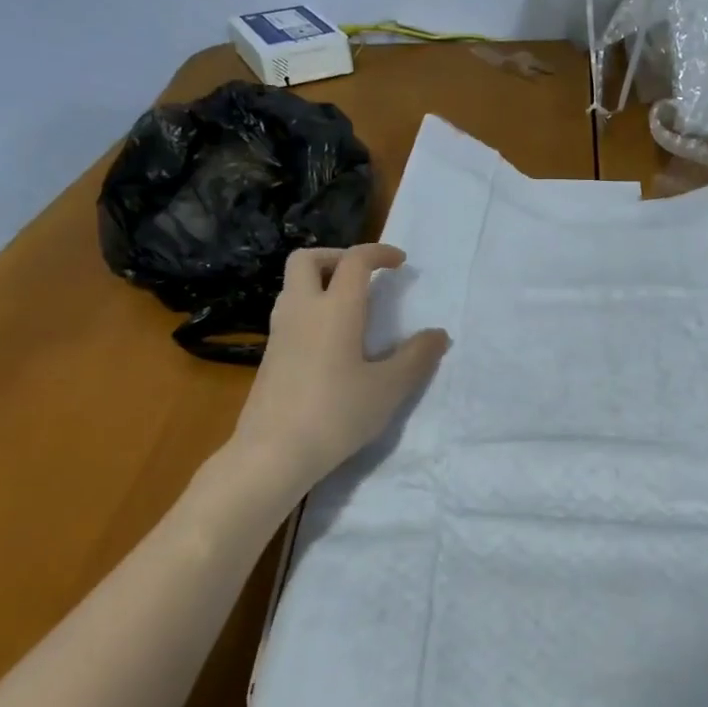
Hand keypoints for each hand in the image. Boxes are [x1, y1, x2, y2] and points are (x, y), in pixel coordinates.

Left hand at [228, 245, 449, 491]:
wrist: (273, 453)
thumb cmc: (336, 414)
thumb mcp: (388, 388)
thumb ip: (416, 358)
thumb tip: (438, 335)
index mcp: (335, 309)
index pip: (354, 261)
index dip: (379, 253)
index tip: (400, 263)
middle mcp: (302, 310)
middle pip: (307, 259)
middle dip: (337, 256)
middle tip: (364, 276)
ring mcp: (279, 332)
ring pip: (293, 285)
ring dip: (321, 282)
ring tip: (351, 307)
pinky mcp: (269, 356)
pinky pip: (289, 313)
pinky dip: (311, 308)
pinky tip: (332, 342)